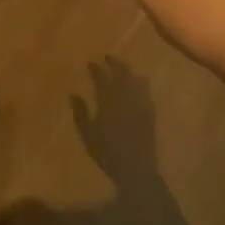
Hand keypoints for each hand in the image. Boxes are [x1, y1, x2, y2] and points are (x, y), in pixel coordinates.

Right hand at [71, 58, 159, 188]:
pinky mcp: (150, 113)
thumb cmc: (107, 152)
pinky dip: (143, 83)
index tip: (91, 62)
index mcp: (108, 101)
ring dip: (129, 71)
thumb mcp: (88, 133)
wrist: (136, 168)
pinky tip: (141, 82)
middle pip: (121, 74)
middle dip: (114, 64)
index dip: (96, 69)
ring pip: (135, 81)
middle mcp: (125, 98)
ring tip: (124, 67)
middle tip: (108, 57)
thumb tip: (73, 94)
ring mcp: (140, 105)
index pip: (102, 79)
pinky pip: (147, 92)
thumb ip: (81, 112)